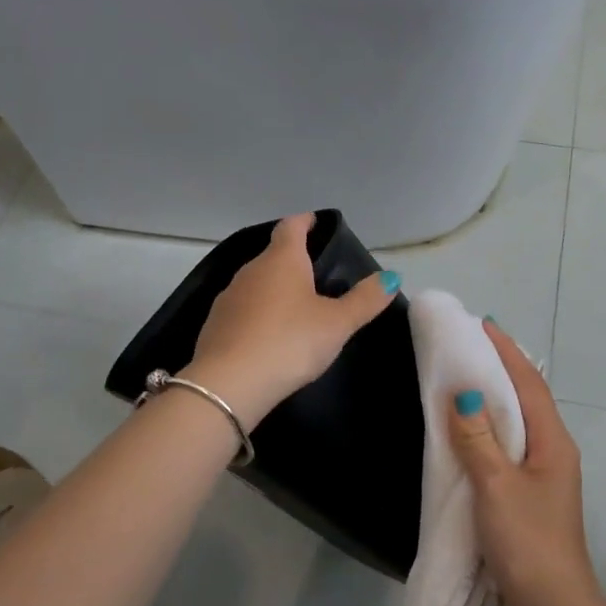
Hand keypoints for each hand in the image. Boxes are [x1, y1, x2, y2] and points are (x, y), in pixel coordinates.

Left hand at [186, 213, 398, 423]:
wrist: (229, 384)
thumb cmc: (290, 342)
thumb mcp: (337, 323)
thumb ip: (365, 299)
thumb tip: (391, 276)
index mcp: (282, 260)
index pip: (291, 227)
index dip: (304, 221)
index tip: (314, 221)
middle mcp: (251, 271)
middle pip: (273, 255)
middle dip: (292, 260)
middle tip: (315, 273)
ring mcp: (228, 298)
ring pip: (256, 283)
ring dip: (274, 289)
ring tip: (294, 306)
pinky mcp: (215, 325)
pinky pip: (242, 310)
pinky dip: (257, 314)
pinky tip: (268, 334)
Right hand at [448, 322, 598, 605]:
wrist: (553, 605)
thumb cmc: (526, 540)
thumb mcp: (496, 486)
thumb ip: (478, 439)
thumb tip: (464, 393)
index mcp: (553, 442)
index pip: (529, 384)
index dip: (507, 353)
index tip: (484, 325)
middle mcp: (555, 450)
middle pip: (528, 398)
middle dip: (503, 368)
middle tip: (471, 346)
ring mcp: (547, 473)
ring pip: (521, 422)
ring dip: (498, 397)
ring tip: (469, 377)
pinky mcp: (533, 493)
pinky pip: (512, 444)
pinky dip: (493, 426)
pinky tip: (475, 429)